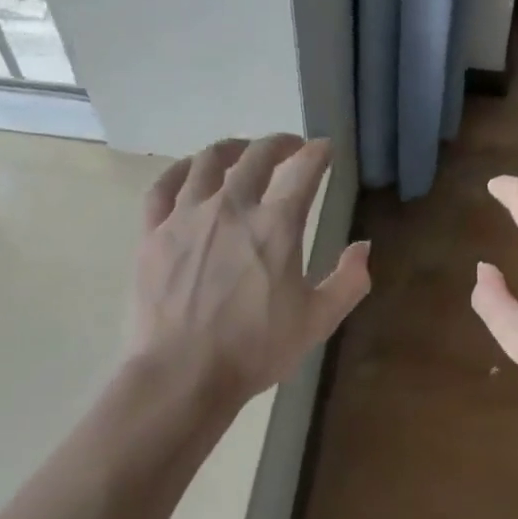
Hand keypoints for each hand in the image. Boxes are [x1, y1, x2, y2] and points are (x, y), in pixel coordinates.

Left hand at [128, 134, 370, 410]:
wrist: (182, 375)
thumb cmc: (254, 350)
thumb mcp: (317, 321)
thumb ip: (348, 281)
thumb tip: (364, 246)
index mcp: (276, 225)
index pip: (304, 170)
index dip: (318, 153)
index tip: (324, 148)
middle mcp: (231, 206)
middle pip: (256, 156)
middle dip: (279, 144)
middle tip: (290, 147)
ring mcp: (187, 215)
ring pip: (208, 161)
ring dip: (232, 149)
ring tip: (241, 152)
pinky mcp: (154, 232)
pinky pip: (163, 186)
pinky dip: (181, 170)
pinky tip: (190, 171)